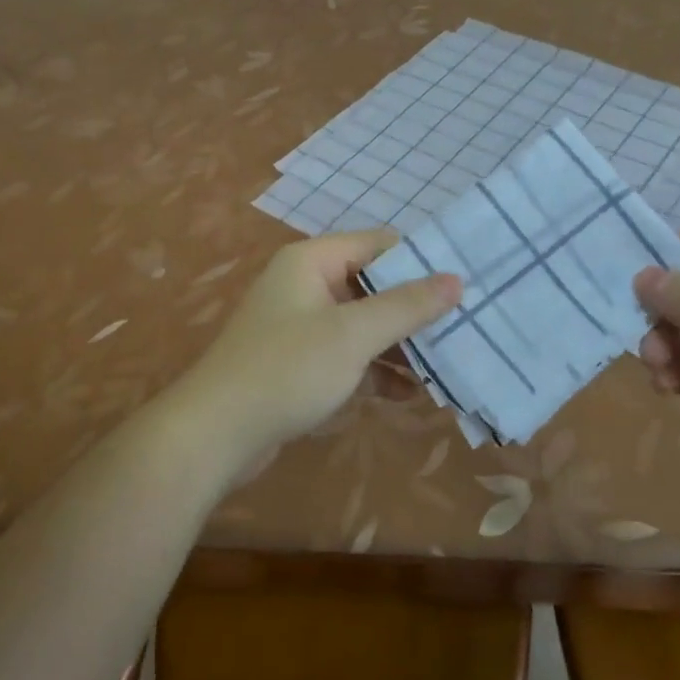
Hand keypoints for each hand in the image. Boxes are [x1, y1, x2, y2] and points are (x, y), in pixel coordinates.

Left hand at [176, 229, 459, 467]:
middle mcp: (306, 284)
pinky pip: (349, 355)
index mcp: (312, 261)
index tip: (465, 281)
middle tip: (465, 326)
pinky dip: (377, 370)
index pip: (378, 244)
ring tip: (449, 363)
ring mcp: (302, 325)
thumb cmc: (286, 369)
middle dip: (415, 308)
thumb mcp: (352, 335)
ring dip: (400, 344)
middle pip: (373, 285)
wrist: (215, 434)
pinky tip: (413, 395)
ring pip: (363, 324)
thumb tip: (456, 279)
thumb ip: (406, 306)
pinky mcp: (300, 363)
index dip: (420, 260)